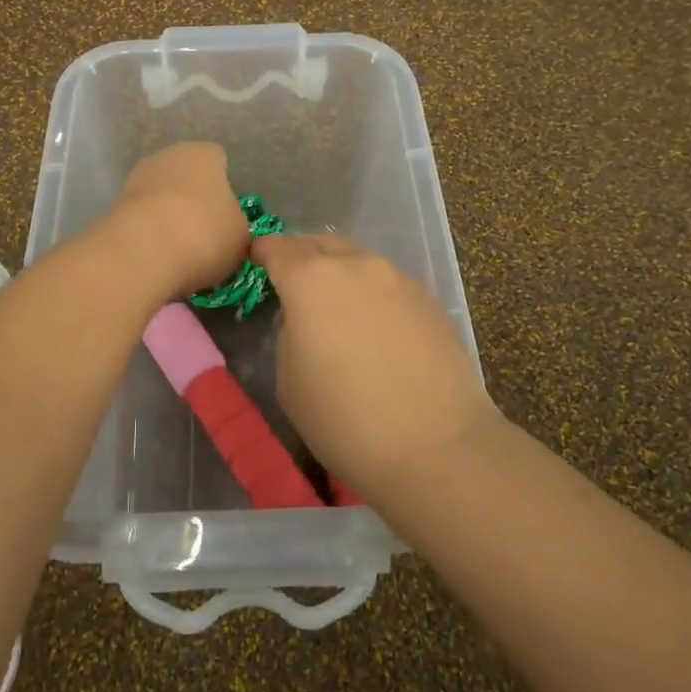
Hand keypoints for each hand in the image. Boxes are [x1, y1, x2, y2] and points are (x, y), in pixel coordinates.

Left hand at [106, 142, 250, 297]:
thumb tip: (226, 230)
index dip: (226, 189)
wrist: (142, 253)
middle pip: (187, 178)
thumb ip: (236, 227)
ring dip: (169, 218)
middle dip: (194, 202)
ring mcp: (137, 178)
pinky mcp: (115, 206)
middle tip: (205, 237)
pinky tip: (158, 257)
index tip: (228, 217)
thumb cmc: (204, 234)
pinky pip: (143, 218)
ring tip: (180, 253)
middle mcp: (168, 156)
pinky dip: (150, 234)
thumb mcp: (241, 237)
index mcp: (204, 154)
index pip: (219, 162)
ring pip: (162, 198)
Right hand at [253, 233, 498, 500]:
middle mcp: (356, 265)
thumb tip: (303, 319)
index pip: (276, 247)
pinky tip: (375, 329)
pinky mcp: (429, 299)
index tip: (255, 264)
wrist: (435, 447)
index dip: (261, 253)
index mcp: (311, 279)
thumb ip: (289, 332)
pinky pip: (388, 284)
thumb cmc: (344, 419)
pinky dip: (372, 294)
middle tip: (293, 286)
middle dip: (301, 257)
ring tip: (337, 309)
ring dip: (340, 274)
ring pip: (358, 261)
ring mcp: (398, 278)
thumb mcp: (288, 380)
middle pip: (319, 244)